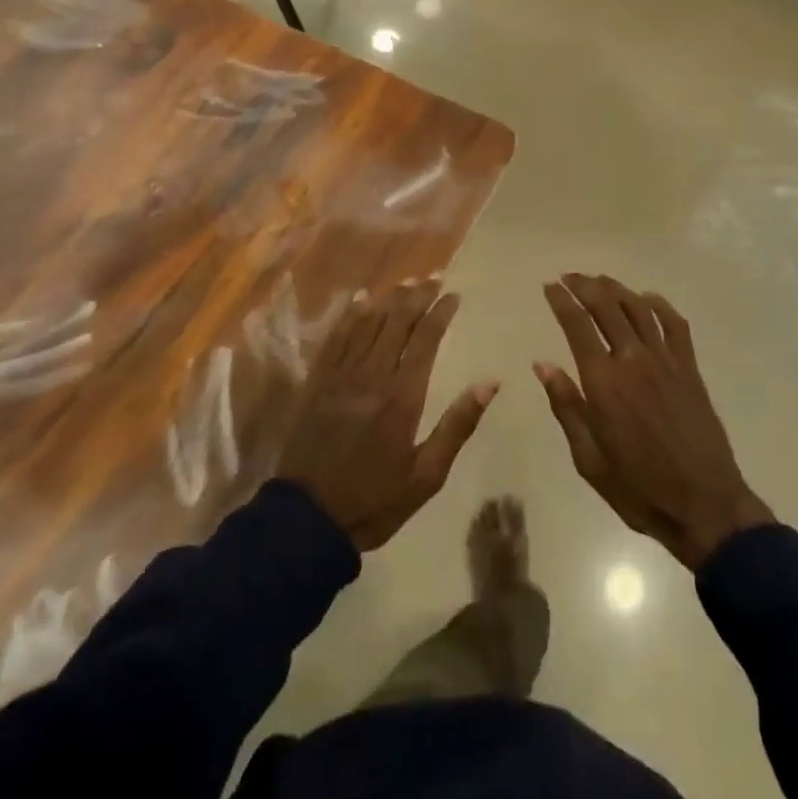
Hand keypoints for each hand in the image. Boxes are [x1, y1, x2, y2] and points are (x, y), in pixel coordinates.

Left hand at [279, 279, 496, 551]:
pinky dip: (350, 315)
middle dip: (417, 296)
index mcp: (402, 396)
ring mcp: (341, 376)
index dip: (440, 313)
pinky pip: (336, 338)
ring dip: (388, 299)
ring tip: (405, 282)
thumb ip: (457, 425)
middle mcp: (372, 375)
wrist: (308, 520)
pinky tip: (359, 299)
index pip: (425, 339)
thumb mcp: (427, 476)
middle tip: (432, 278)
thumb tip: (489, 382)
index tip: (453, 295)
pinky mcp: (318, 383)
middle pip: (397, 322)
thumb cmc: (375, 500)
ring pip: (367, 323)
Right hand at [536, 275, 772, 569]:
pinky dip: (659, 305)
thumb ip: (566, 406)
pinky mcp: (689, 368)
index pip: (577, 326)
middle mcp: (633, 360)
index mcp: (603, 382)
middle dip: (585, 286)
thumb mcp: (589, 458)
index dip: (561, 301)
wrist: (704, 504)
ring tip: (600, 281)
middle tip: (570, 277)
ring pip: (638, 308)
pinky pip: (675, 324)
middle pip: (606, 306)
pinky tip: (647, 299)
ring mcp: (665, 360)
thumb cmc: (638, 488)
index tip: (549, 285)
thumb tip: (544, 364)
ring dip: (616, 289)